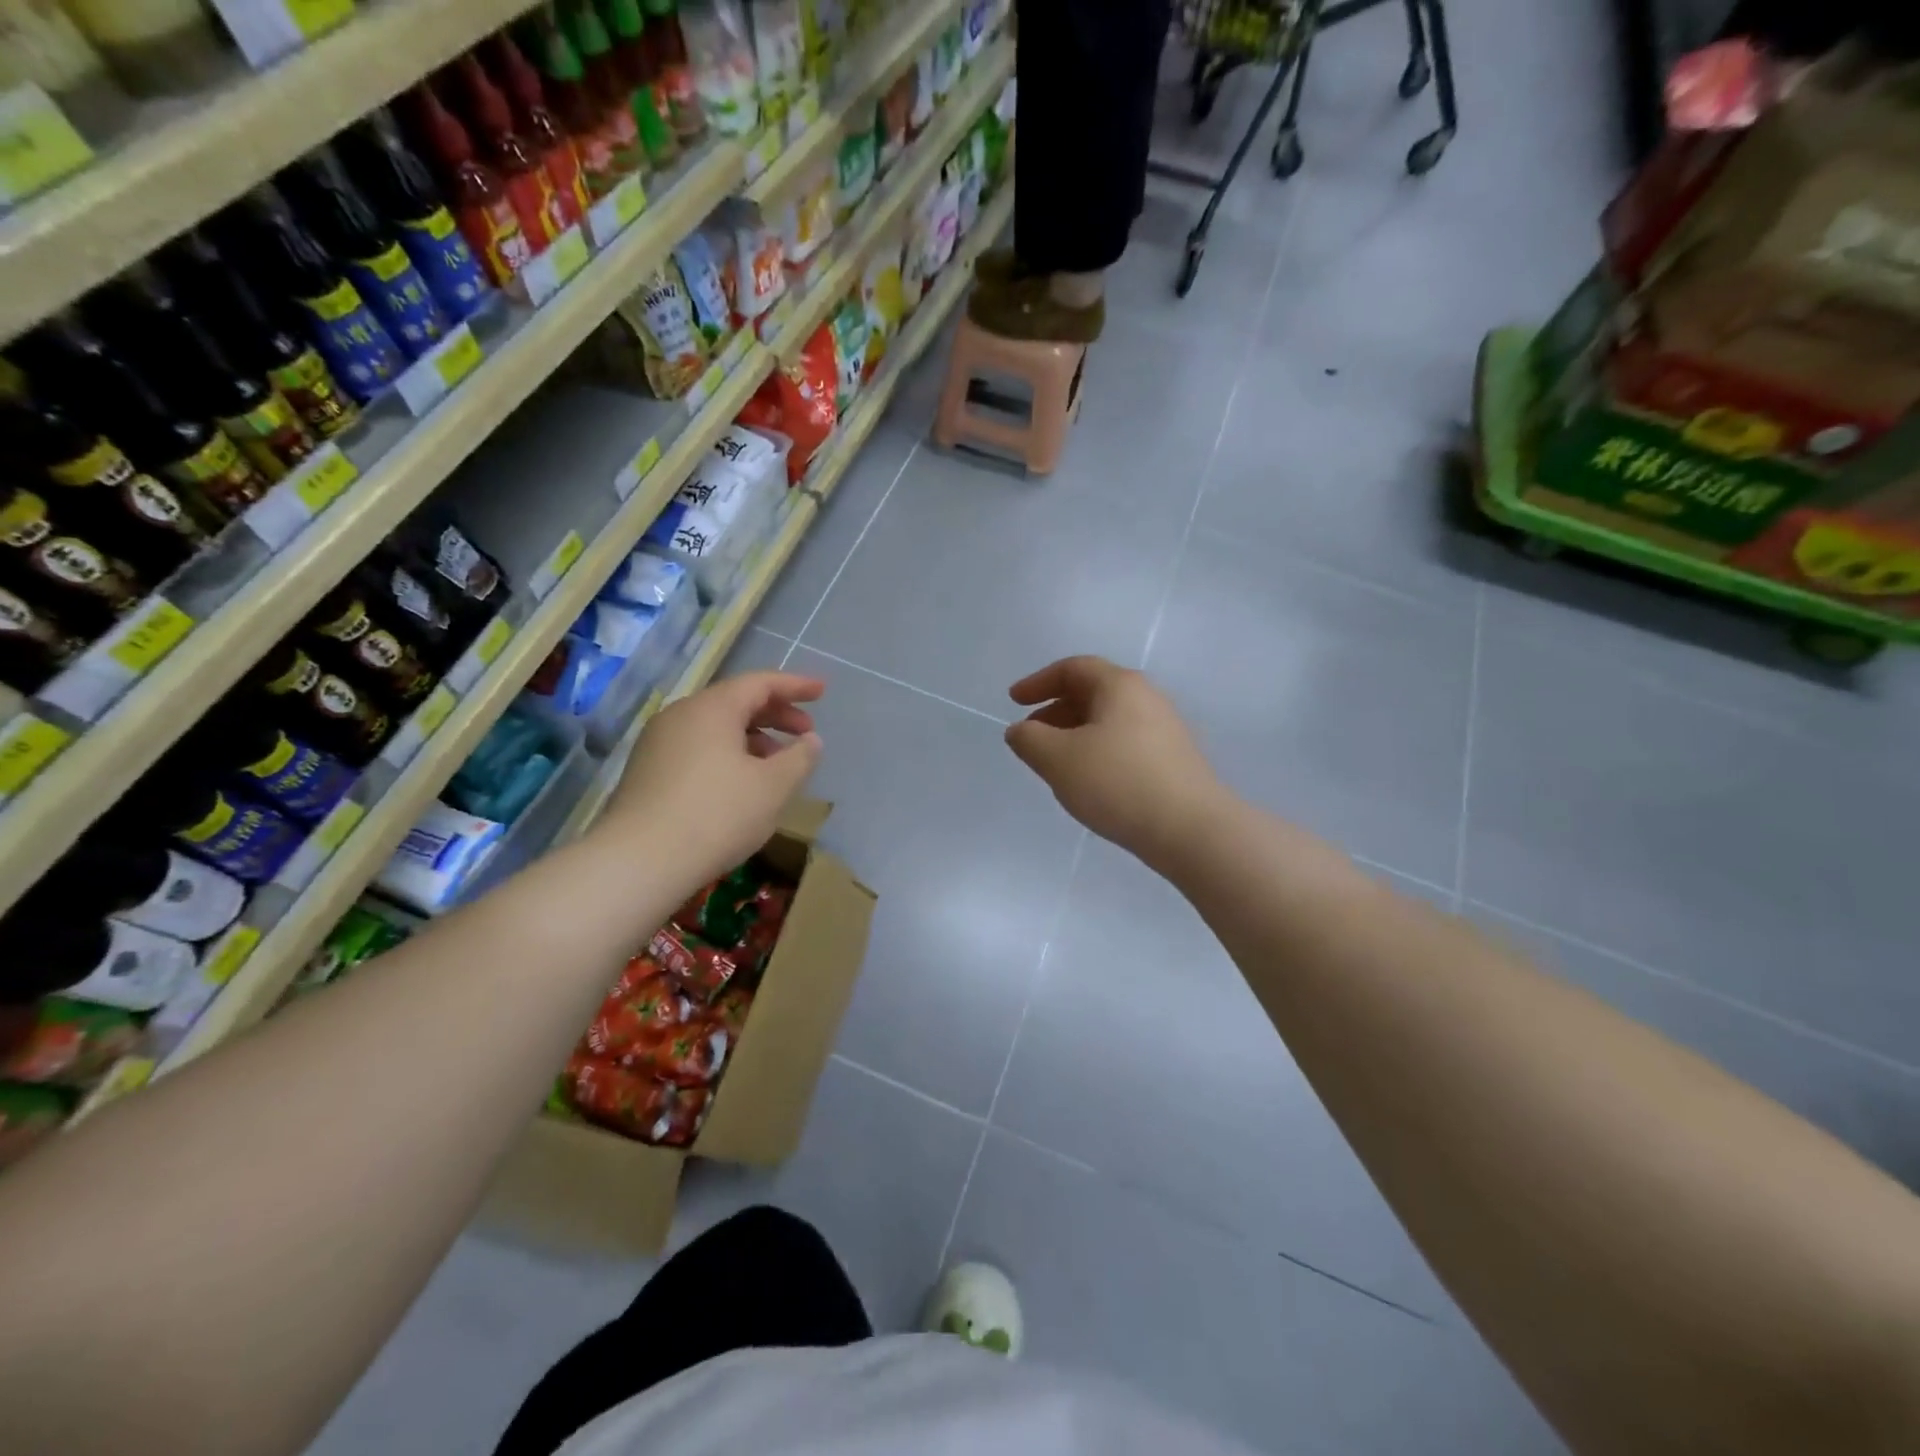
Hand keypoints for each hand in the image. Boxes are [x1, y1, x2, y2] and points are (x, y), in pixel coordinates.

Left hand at [597, 671, 824, 888]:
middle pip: (736, 702)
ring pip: (715, 727)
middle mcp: (681, 715)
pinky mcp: (647, 771)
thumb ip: (800, 758)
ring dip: (753, 737)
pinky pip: (697, 748)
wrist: (639, 862)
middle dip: (776, 714)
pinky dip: (727, 754)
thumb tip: (810, 741)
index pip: (760, 683)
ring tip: (777, 763)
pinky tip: (741, 783)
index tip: (822, 691)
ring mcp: (658, 742)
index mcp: (712, 708)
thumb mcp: (773, 787)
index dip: (795, 686)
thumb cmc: (717, 815)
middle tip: (806, 732)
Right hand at [1005, 656, 1223, 868]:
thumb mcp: (1058, 759)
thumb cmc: (1118, 783)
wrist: (1191, 830)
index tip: (1013, 702)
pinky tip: (1090, 781)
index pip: (1073, 668)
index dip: (1038, 682)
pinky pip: (1125, 742)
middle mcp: (1147, 697)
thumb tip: (1020, 731)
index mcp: (1120, 685)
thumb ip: (1029, 740)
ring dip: (1075, 733)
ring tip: (1056, 763)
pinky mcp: (1174, 759)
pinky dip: (1098, 750)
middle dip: (1055, 710)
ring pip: (1109, 720)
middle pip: (1093, 692)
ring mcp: (1165, 728)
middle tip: (1032, 736)